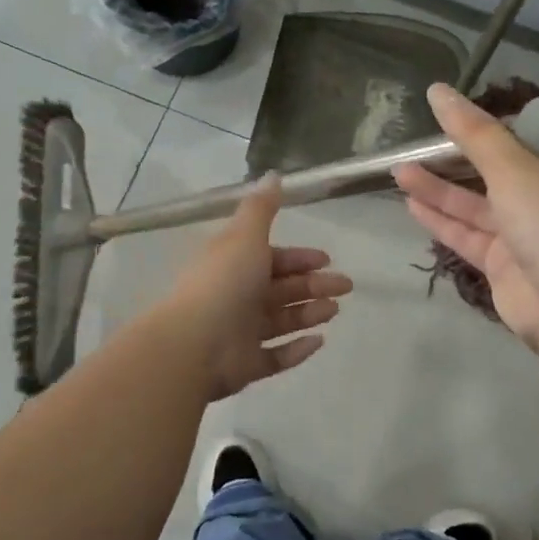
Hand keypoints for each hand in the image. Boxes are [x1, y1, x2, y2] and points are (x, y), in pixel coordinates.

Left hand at [167, 175, 352, 400]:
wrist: (194, 342)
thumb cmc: (224, 282)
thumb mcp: (245, 235)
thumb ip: (263, 208)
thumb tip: (273, 174)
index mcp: (235, 264)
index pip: (272, 258)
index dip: (299, 258)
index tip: (326, 259)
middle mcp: (237, 296)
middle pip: (282, 289)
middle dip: (314, 285)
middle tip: (345, 287)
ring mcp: (240, 333)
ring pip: (282, 320)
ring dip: (309, 313)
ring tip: (334, 311)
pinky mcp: (246, 365)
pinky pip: (276, 357)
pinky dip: (297, 350)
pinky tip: (319, 342)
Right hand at [396, 84, 538, 382]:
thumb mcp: (516, 168)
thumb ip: (473, 133)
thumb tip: (437, 90)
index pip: (526, 135)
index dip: (489, 124)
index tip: (453, 113)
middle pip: (495, 170)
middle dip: (454, 158)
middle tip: (415, 143)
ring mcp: (527, 234)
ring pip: (476, 204)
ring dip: (438, 188)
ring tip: (399, 169)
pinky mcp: (505, 266)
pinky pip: (468, 235)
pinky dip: (441, 220)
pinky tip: (410, 203)